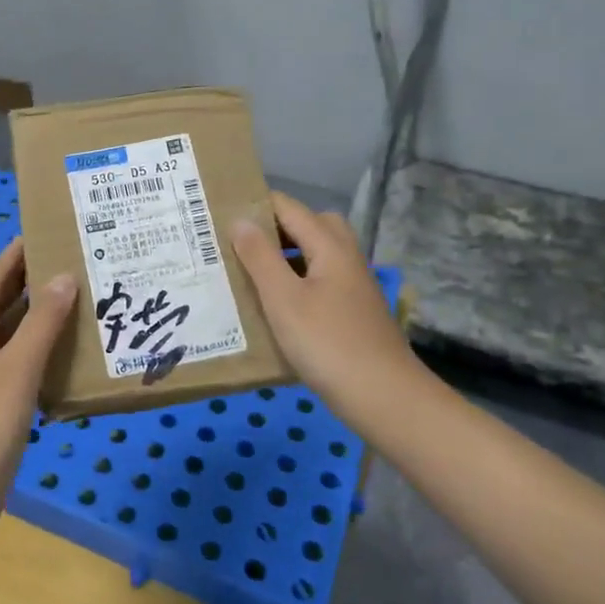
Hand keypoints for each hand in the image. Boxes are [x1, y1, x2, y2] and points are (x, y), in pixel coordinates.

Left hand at [0, 239, 77, 542]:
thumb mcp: (16, 368)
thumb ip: (41, 323)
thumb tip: (63, 277)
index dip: (11, 259)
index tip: (36, 233)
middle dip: (25, 285)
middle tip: (62, 261)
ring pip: (6, 338)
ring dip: (33, 320)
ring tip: (70, 299)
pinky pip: (13, 366)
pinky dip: (35, 353)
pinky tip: (62, 353)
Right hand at [232, 191, 416, 425]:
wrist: (385, 398)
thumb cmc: (327, 344)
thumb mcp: (283, 299)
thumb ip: (260, 257)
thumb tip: (240, 219)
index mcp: (329, 246)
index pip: (288, 207)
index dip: (255, 205)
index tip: (219, 213)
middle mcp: (345, 257)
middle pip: (311, 224)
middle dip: (275, 227)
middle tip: (241, 243)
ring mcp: (353, 285)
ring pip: (317, 253)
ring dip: (286, 255)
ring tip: (251, 271)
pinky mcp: (353, 311)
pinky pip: (321, 278)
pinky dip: (298, 280)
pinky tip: (277, 305)